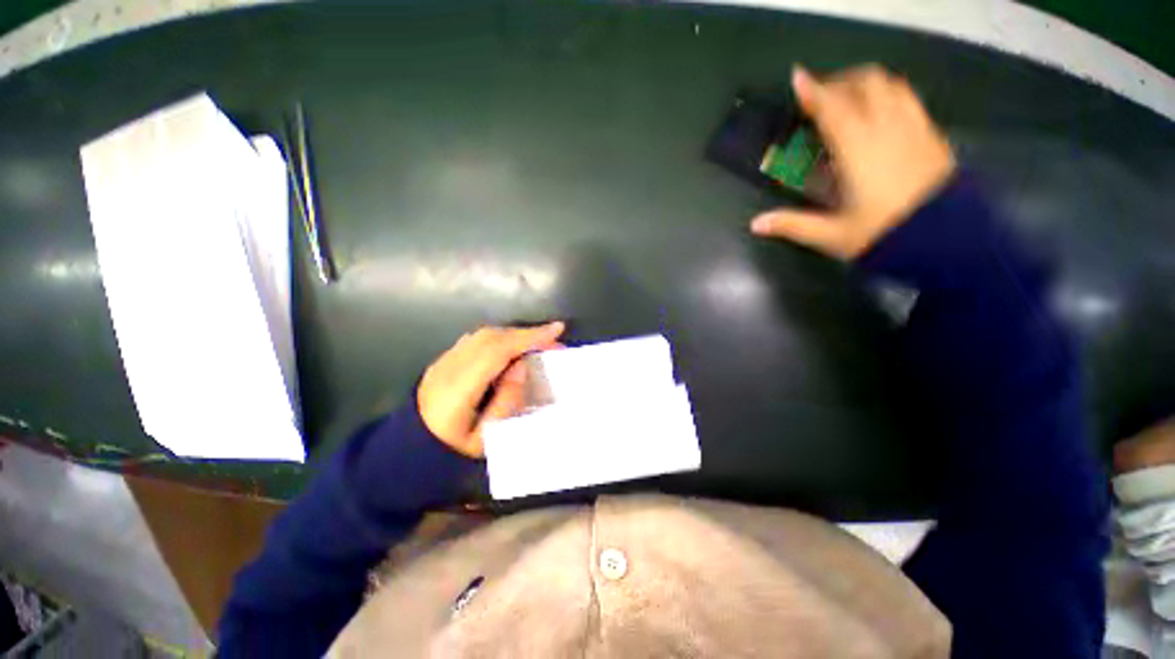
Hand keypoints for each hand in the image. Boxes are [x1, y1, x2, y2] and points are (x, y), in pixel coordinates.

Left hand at [418, 323, 564, 457]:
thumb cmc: (452, 450)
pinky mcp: (444, 360)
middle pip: (492, 337)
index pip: (498, 351)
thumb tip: (521, 367)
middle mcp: (449, 367)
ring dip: (513, 334)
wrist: (410, 448)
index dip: (528, 337)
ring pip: (484, 334)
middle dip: (526, 333)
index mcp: (458, 389)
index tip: (556, 330)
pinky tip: (511, 348)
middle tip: (552, 340)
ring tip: (536, 343)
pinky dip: (500, 338)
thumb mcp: (486, 437)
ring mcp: (444, 361)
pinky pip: (476, 339)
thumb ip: (506, 401)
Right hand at [751, 65, 955, 258]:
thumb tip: (754, 225)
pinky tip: (880, 115)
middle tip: (821, 96)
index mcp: (859, 149)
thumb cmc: (884, 234)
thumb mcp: (832, 235)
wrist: (948, 241)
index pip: (833, 108)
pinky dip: (889, 96)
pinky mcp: (931, 136)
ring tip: (850, 99)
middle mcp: (888, 128)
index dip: (813, 91)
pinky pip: (909, 100)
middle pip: (866, 84)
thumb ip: (792, 225)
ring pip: (891, 86)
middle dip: (840, 82)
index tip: (797, 77)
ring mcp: (915, 128)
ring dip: (867, 84)